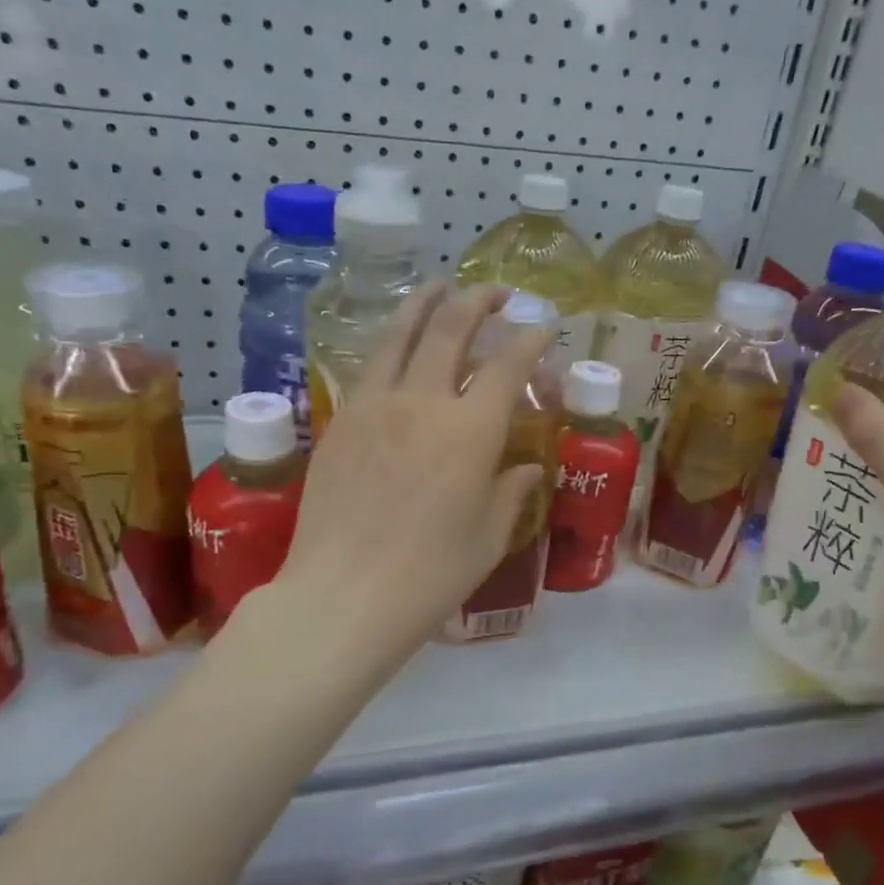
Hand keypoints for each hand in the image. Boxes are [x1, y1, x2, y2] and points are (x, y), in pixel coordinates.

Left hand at [275, 281, 552, 672]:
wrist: (343, 596)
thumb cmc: (429, 576)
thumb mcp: (487, 539)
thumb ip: (511, 493)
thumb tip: (527, 468)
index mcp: (470, 431)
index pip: (508, 365)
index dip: (530, 339)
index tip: (543, 327)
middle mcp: (422, 403)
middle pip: (451, 330)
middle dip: (478, 301)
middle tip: (496, 291)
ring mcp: (374, 407)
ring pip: (400, 335)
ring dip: (426, 304)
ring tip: (440, 288)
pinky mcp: (340, 422)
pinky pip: (370, 367)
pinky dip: (391, 343)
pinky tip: (397, 346)